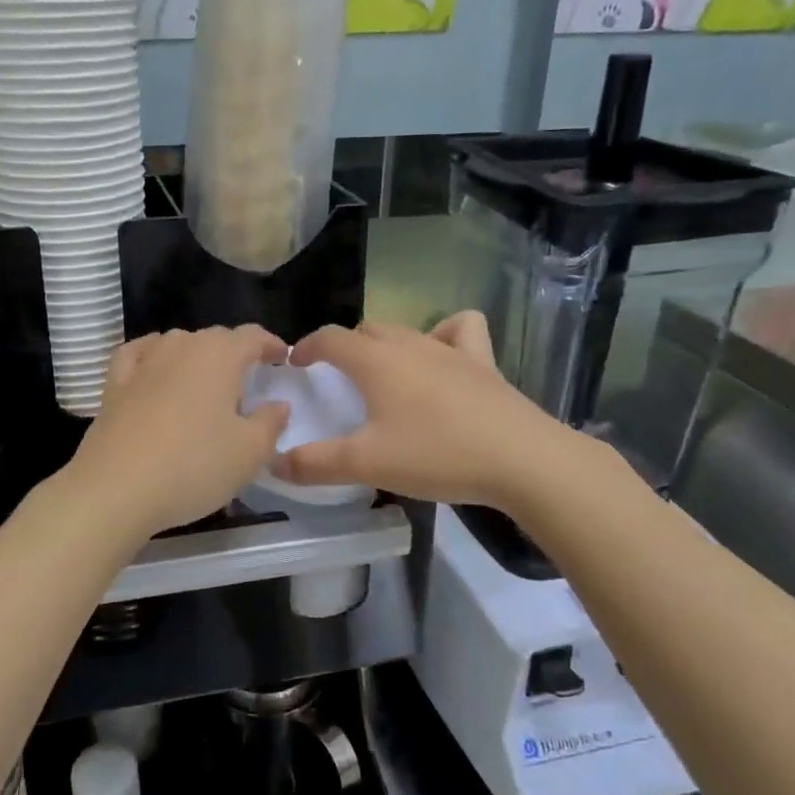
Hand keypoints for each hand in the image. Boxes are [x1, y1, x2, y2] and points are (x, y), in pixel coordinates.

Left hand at [64, 325, 290, 539]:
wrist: (115, 488)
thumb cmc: (193, 466)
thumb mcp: (249, 453)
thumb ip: (271, 423)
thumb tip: (278, 404)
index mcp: (219, 355)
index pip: (252, 336)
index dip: (270, 344)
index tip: (282, 360)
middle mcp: (181, 346)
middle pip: (216, 338)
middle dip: (236, 353)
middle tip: (249, 380)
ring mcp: (144, 361)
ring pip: (178, 344)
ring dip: (197, 356)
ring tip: (207, 381)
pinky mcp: (115, 382)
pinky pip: (139, 355)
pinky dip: (153, 355)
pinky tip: (155, 367)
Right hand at [272, 312, 587, 508]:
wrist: (521, 459)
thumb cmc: (436, 455)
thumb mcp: (367, 465)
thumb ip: (315, 464)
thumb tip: (273, 463)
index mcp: (375, 362)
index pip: (330, 338)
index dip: (307, 346)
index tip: (295, 362)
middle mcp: (409, 345)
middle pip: (366, 331)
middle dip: (344, 347)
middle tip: (336, 377)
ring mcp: (449, 349)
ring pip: (406, 330)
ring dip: (386, 343)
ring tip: (384, 371)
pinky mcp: (483, 362)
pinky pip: (460, 330)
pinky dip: (445, 334)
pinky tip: (442, 357)